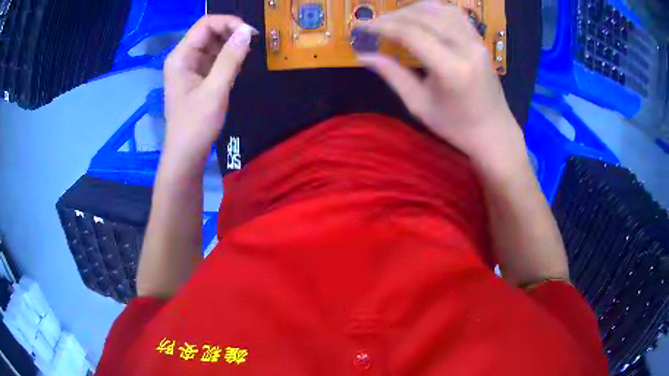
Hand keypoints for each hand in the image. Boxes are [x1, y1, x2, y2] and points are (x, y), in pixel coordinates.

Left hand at [163, 16, 255, 162]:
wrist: (186, 154)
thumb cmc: (196, 125)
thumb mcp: (215, 90)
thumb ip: (231, 58)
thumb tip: (247, 31)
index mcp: (180, 57)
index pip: (205, 24)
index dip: (229, 23)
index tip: (250, 34)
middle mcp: (183, 57)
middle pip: (209, 31)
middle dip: (231, 32)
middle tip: (252, 43)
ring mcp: (189, 67)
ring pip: (213, 44)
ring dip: (231, 45)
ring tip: (246, 56)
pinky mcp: (197, 77)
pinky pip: (214, 58)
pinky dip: (228, 57)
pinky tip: (237, 65)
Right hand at [357, 2, 525, 165]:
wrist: (494, 132)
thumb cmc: (456, 126)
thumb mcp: (419, 105)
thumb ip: (393, 75)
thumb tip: (364, 57)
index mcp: (451, 69)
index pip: (411, 34)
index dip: (383, 26)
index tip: (362, 27)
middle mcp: (466, 48)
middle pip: (424, 16)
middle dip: (395, 16)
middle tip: (376, 24)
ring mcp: (477, 42)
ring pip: (440, 9)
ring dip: (413, 9)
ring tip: (396, 19)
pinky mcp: (480, 41)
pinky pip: (455, 14)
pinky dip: (433, 10)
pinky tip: (420, 16)